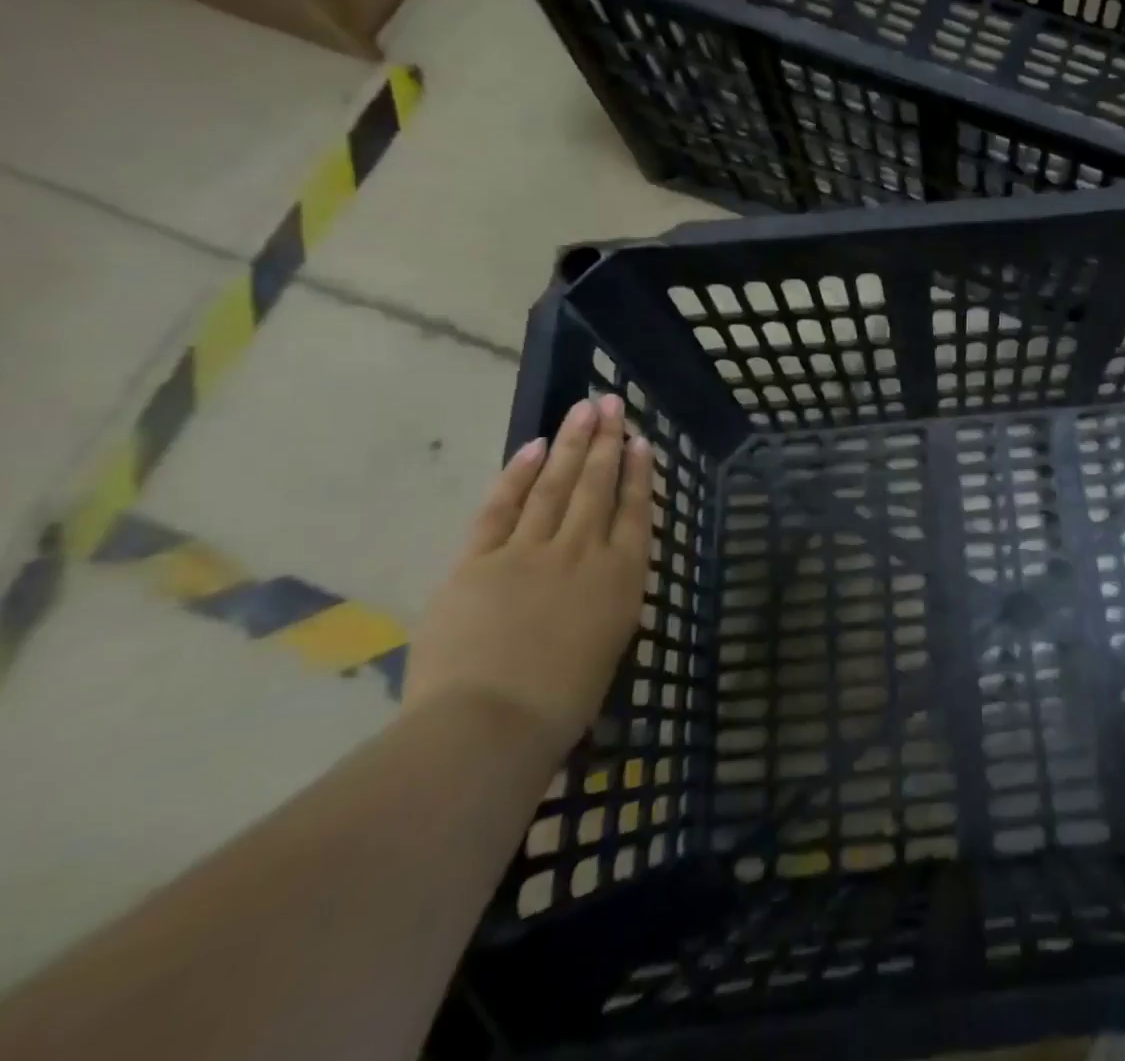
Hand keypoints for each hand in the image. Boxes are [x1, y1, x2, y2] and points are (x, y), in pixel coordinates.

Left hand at [403, 395, 654, 758]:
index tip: (640, 441)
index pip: (635, 511)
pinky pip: (501, 508)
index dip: (638, 473)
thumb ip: (608, 598)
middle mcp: (582, 551)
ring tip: (582, 410)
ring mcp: (529, 551)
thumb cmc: (561, 702)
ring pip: (555, 484)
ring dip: (570, 444)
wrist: (490, 725)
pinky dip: (516, 475)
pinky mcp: (479, 560)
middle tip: (611, 404)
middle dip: (606, 441)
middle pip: (596, 485)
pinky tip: (532, 447)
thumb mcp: (609, 645)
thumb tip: (602, 573)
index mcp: (621, 577)